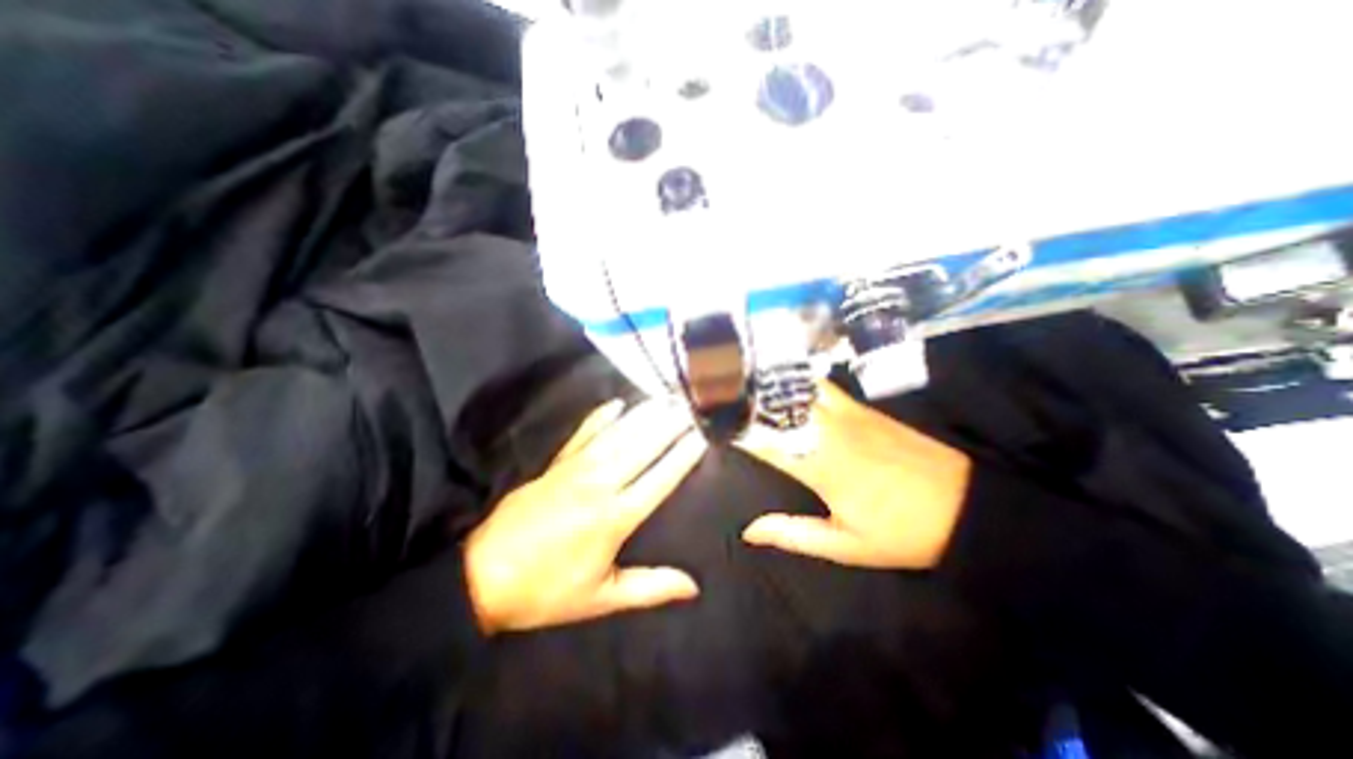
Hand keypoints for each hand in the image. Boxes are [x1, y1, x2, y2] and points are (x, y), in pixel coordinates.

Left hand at [465, 402, 708, 636]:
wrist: (482, 574)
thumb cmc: (546, 591)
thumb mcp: (600, 598)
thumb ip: (649, 588)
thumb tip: (692, 586)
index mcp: (615, 517)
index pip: (660, 478)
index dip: (682, 455)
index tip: (701, 437)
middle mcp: (600, 484)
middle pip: (642, 447)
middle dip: (669, 425)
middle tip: (689, 406)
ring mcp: (576, 469)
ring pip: (617, 435)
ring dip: (643, 415)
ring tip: (664, 399)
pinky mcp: (557, 464)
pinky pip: (584, 433)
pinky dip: (601, 416)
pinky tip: (616, 403)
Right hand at [739, 384, 972, 565]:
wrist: (968, 504)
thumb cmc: (904, 531)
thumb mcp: (848, 546)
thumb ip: (795, 534)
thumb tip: (749, 531)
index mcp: (822, 466)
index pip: (768, 441)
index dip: (739, 431)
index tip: (715, 424)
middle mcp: (830, 431)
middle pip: (782, 404)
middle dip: (750, 399)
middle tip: (723, 395)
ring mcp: (850, 413)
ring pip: (801, 388)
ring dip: (773, 386)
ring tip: (747, 385)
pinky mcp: (865, 408)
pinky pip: (824, 387)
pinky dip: (799, 383)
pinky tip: (786, 385)